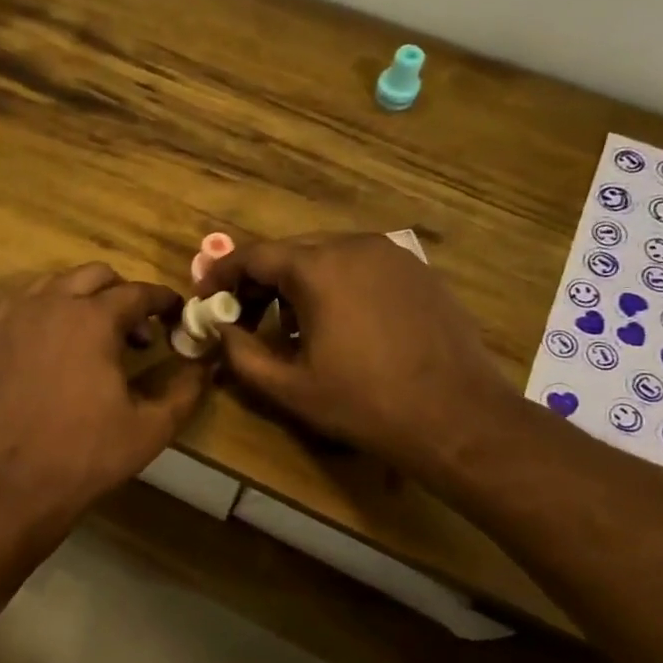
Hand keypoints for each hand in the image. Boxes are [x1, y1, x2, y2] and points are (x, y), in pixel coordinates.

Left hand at [0, 263, 207, 525]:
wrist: (15, 481)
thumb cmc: (87, 453)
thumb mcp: (151, 427)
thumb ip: (186, 390)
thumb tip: (205, 365)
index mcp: (93, 319)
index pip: (138, 292)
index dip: (163, 301)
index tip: (177, 314)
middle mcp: (52, 304)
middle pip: (96, 276)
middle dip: (123, 294)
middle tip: (138, 331)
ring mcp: (17, 317)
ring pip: (57, 283)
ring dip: (84, 297)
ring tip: (96, 334)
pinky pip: (24, 302)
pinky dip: (47, 309)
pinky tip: (56, 341)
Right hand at [197, 233, 520, 484]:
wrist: (457, 416)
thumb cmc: (364, 403)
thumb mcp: (289, 387)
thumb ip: (241, 353)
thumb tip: (220, 330)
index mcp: (319, 268)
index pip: (254, 256)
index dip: (222, 274)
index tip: (205, 296)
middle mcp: (355, 246)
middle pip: (291, 252)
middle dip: (259, 282)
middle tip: (242, 317)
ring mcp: (393, 255)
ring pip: (327, 257)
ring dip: (297, 284)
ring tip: (290, 328)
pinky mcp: (418, 271)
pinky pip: (360, 266)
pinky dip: (335, 285)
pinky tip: (337, 325)